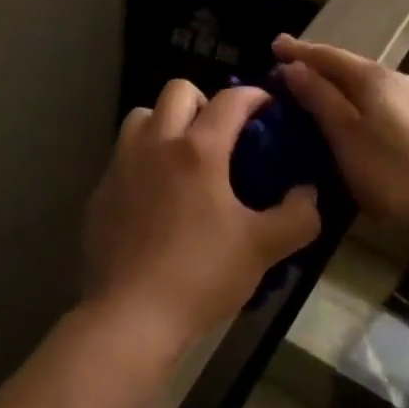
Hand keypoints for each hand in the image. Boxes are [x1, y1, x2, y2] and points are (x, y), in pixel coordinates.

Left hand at [84, 80, 321, 346]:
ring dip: (165, 123)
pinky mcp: (100, 191)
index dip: (254, 95)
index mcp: (198, 149)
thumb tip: (309, 193)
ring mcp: (121, 165)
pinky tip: (154, 197)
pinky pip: (122, 156)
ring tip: (182, 157)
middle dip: (204, 101)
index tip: (267, 107)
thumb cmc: (201, 275)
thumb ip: (297, 217)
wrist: (131, 316)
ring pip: (142, 116)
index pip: (230, 99)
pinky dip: (142, 160)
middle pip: (177, 91)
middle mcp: (156, 144)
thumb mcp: (262, 249)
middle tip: (221, 134)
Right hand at [273, 35, 408, 241]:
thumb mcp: (345, 135)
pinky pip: (383, 100)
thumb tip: (293, 67)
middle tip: (290, 69)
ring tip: (319, 93)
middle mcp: (397, 78)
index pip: (327, 55)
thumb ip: (318, 97)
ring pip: (368, 84)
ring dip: (340, 85)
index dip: (298, 50)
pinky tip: (358, 117)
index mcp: (373, 78)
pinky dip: (360, 101)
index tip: (274, 44)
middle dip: (318, 66)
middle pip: (349, 66)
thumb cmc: (392, 174)